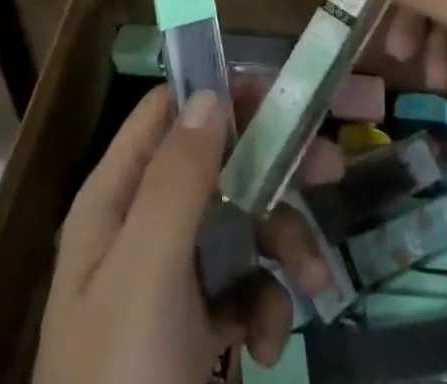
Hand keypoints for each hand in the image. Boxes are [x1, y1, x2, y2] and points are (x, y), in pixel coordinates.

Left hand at [32, 84, 338, 383]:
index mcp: (114, 200)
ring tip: (315, 284)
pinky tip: (271, 344)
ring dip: (281, 246)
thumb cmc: (124, 380)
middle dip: (272, 170)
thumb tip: (212, 91)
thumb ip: (177, 178)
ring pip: (236, 227)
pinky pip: (239, 291)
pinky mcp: (191, 334)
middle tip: (331, 169)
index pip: (167, 114)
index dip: (220, 94)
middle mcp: (139, 229)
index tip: (280, 95)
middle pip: (214, 167)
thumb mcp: (146, 273)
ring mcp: (166, 284)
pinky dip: (264, 307)